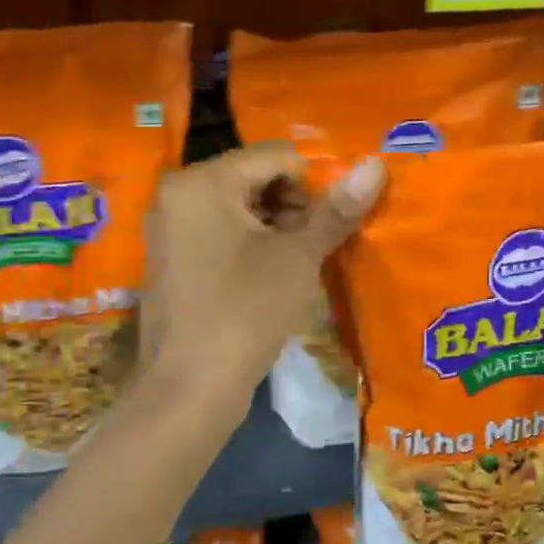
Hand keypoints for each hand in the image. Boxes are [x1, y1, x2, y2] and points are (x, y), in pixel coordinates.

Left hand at [141, 145, 385, 417]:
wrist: (190, 387)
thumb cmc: (245, 312)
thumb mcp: (298, 258)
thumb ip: (335, 210)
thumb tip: (376, 165)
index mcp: (202, 181)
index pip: (275, 156)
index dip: (313, 186)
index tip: (328, 227)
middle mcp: (176, 193)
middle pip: (253, 178)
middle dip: (291, 207)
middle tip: (310, 250)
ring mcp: (167, 228)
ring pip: (236, 208)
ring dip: (273, 228)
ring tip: (293, 268)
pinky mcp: (169, 259)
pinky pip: (217, 233)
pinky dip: (247, 245)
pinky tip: (266, 279)